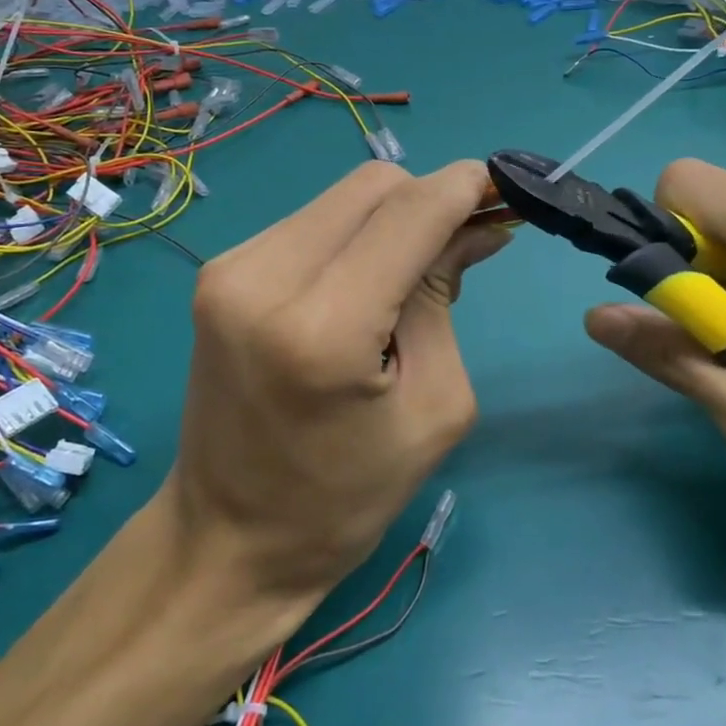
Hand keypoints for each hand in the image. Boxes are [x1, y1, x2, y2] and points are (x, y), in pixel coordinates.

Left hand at [168, 160, 508, 605]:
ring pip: (341, 199)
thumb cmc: (346, 496)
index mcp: (322, 327)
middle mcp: (262, 278)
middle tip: (466, 243)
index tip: (507, 190)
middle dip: (430, 201)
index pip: (409, 213)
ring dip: (391, 220)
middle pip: (373, 187)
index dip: (465, 188)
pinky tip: (366, 284)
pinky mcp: (218, 274)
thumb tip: (476, 228)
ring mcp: (229, 269)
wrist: (230, 538)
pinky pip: (309, 224)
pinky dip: (353, 238)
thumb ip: (444, 300)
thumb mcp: (432, 406)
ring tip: (412, 277)